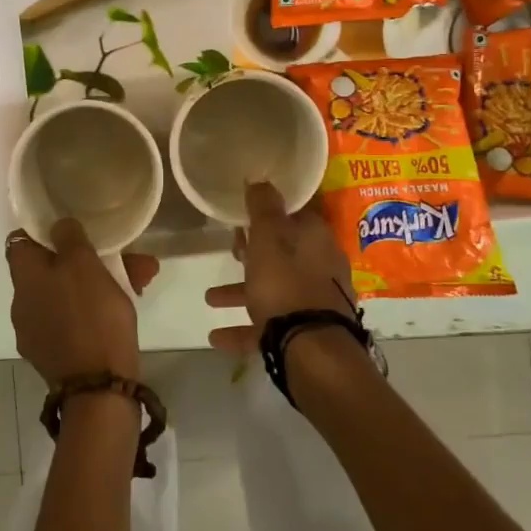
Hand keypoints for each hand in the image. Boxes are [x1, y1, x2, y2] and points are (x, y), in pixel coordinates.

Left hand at [7, 219, 156, 383]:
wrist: (98, 388)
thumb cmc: (90, 315)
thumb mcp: (83, 263)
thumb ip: (69, 237)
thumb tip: (58, 226)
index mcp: (24, 277)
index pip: (20, 241)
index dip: (43, 230)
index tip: (70, 227)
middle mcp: (22, 304)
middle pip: (50, 269)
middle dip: (84, 259)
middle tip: (120, 256)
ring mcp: (37, 333)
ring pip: (68, 294)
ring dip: (98, 283)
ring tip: (140, 278)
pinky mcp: (55, 355)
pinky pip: (74, 319)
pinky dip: (95, 309)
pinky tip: (127, 305)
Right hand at [205, 182, 357, 355]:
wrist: (313, 349)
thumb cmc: (285, 281)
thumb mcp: (268, 234)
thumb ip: (263, 205)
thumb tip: (260, 180)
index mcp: (315, 237)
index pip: (293, 215)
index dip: (266, 214)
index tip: (242, 218)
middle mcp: (320, 265)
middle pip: (283, 252)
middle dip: (253, 253)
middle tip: (230, 253)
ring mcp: (315, 301)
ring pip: (273, 288)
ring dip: (241, 292)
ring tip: (209, 298)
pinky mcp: (306, 332)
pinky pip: (269, 325)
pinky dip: (243, 328)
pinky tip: (217, 337)